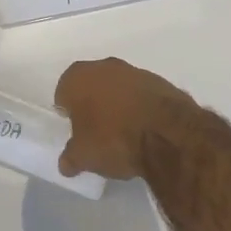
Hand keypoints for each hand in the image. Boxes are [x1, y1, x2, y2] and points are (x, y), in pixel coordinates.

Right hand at [55, 57, 197, 180]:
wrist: (167, 133)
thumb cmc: (113, 139)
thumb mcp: (83, 157)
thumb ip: (70, 157)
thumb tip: (67, 163)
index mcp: (78, 78)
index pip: (64, 93)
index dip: (67, 112)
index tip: (74, 130)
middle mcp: (104, 67)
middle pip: (92, 86)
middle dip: (92, 105)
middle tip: (96, 132)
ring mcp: (135, 72)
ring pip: (118, 88)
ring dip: (118, 104)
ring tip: (123, 133)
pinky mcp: (160, 82)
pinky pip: (141, 95)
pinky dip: (140, 107)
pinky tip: (144, 129)